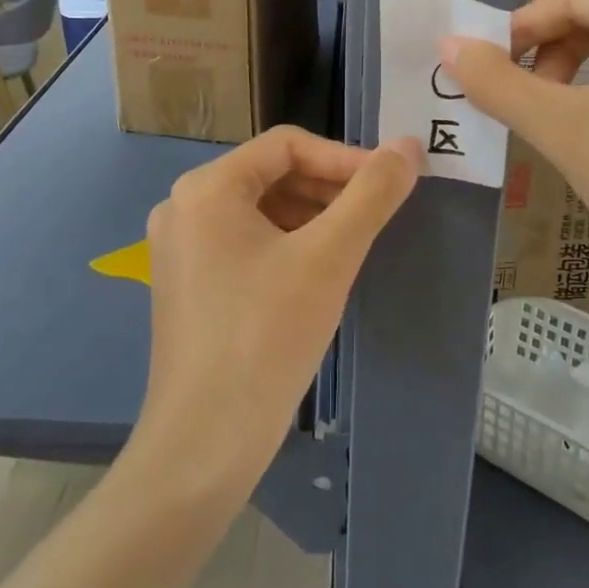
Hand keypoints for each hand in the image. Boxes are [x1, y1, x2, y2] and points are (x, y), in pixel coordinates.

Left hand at [138, 127, 420, 483]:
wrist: (205, 442)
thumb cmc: (267, 335)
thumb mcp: (329, 257)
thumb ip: (372, 194)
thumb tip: (409, 146)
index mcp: (206, 188)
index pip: (287, 145)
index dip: (344, 157)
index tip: (390, 182)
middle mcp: (183, 207)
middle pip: (271, 175)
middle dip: (328, 188)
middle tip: (378, 213)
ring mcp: (179, 249)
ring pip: (259, 211)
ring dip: (311, 217)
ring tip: (355, 242)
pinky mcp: (186, 285)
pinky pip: (244, 244)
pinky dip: (286, 245)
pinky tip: (319, 273)